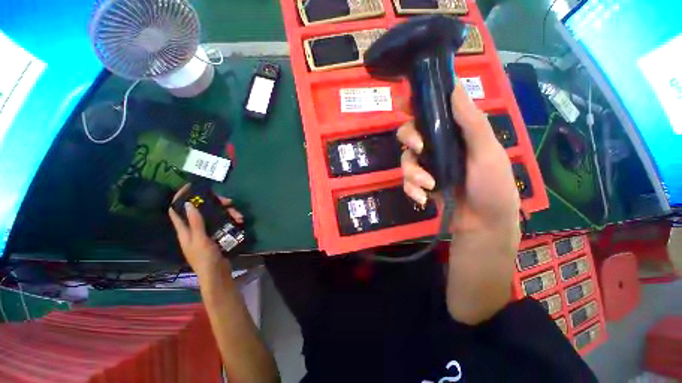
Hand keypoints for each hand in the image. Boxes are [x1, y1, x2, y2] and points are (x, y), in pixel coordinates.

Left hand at [168, 184, 243, 275]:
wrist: (217, 274)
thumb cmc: (205, 259)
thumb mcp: (200, 240)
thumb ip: (195, 223)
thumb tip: (188, 204)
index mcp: (185, 230)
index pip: (176, 210)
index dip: (179, 198)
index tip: (190, 187)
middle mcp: (195, 229)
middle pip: (202, 210)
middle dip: (215, 203)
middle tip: (228, 201)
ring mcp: (208, 232)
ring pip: (216, 215)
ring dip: (228, 212)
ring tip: (239, 216)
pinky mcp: (218, 235)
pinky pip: (224, 223)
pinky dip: (231, 220)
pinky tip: (240, 221)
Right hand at [398, 82, 520, 236]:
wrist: (483, 224)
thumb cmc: (492, 186)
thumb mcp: (486, 152)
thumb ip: (471, 122)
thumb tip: (454, 86)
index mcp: (455, 133)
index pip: (432, 112)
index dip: (417, 104)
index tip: (405, 102)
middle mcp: (438, 146)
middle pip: (410, 133)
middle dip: (409, 138)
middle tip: (418, 147)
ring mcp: (428, 166)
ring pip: (405, 159)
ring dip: (412, 172)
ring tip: (428, 185)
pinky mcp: (421, 184)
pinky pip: (406, 181)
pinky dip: (412, 189)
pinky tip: (423, 198)